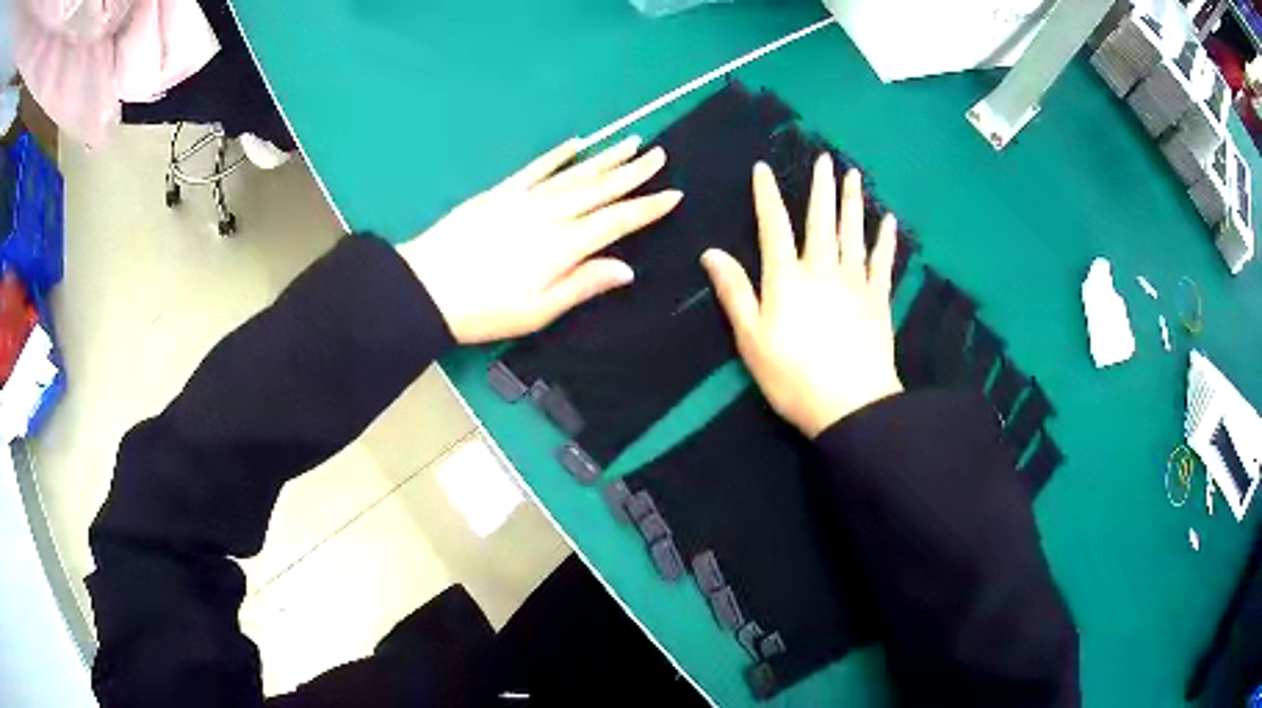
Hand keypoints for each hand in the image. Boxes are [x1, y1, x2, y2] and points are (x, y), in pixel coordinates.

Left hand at [401, 137, 680, 343]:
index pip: (616, 221)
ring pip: (574, 173)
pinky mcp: (500, 193)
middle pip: (600, 188)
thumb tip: (626, 268)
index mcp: (563, 245)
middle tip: (659, 155)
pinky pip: (535, 168)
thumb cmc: (484, 310)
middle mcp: (549, 214)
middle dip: (633, 172)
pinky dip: (557, 154)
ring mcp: (523, 198)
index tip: (673, 194)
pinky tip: (576, 143)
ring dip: (605, 158)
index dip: (647, 208)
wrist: (426, 288)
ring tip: (631, 142)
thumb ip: (582, 285)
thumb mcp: (538, 311)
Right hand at [702, 156, 902, 437]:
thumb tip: (711, 252)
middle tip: (826, 159)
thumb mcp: (751, 339)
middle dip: (821, 187)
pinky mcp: (878, 299)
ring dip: (853, 202)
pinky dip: (885, 240)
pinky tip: (889, 221)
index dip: (767, 196)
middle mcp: (822, 269)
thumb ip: (735, 292)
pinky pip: (882, 261)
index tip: (763, 168)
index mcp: (787, 278)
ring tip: (854, 175)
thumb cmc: (793, 376)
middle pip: (821, 220)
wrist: (850, 404)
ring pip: (853, 232)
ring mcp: (855, 282)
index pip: (774, 227)